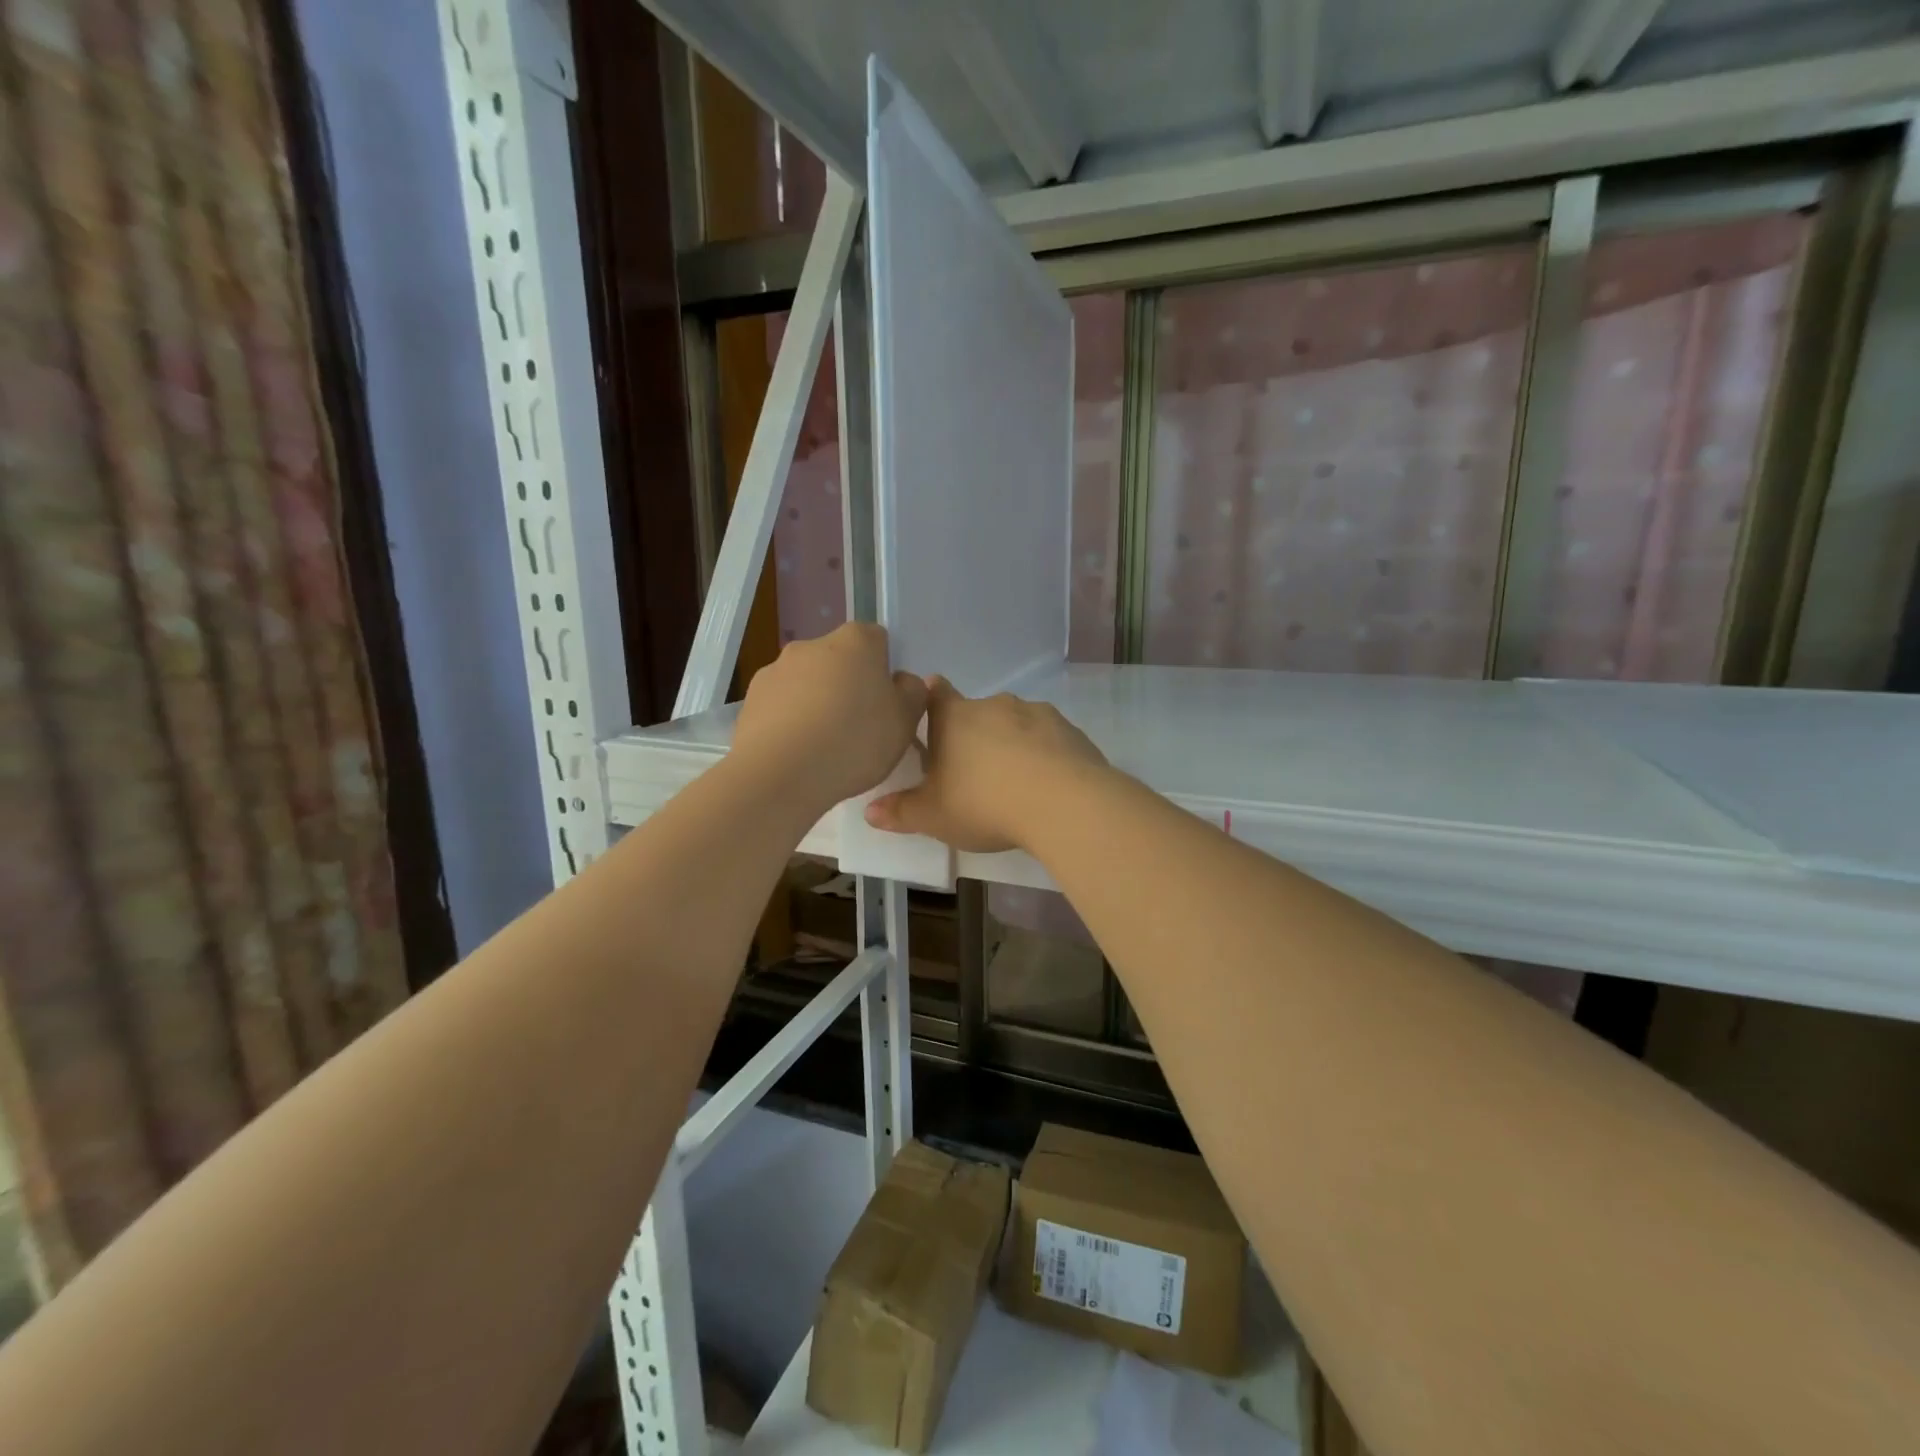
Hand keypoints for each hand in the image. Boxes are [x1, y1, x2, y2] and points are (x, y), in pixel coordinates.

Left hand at [732, 624, 928, 812]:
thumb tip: (901, 681)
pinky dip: (791, 721)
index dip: (884, 669)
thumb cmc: (854, 741)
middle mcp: (812, 645)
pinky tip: (798, 753)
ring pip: (807, 683)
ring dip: (817, 703)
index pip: (876, 639)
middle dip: (848, 686)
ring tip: (824, 746)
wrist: (781, 774)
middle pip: (839, 660)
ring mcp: (776, 670)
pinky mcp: (750, 699)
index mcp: (855, 641)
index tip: (886, 703)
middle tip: (858, 728)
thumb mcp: (905, 721)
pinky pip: (781, 706)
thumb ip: (912, 693)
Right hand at [864, 678, 1107, 852]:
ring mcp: (1035, 713)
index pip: (935, 693)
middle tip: (972, 772)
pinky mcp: (1069, 730)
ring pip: (1015, 724)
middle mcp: (994, 705)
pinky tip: (1046, 785)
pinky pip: (1048, 739)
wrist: (1062, 802)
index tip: (931, 714)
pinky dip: (1044, 755)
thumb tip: (870, 812)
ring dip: (1011, 744)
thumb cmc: (984, 803)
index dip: (931, 698)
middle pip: (977, 713)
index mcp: (954, 717)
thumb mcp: (934, 816)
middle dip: (973, 736)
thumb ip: (901, 811)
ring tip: (1014, 783)